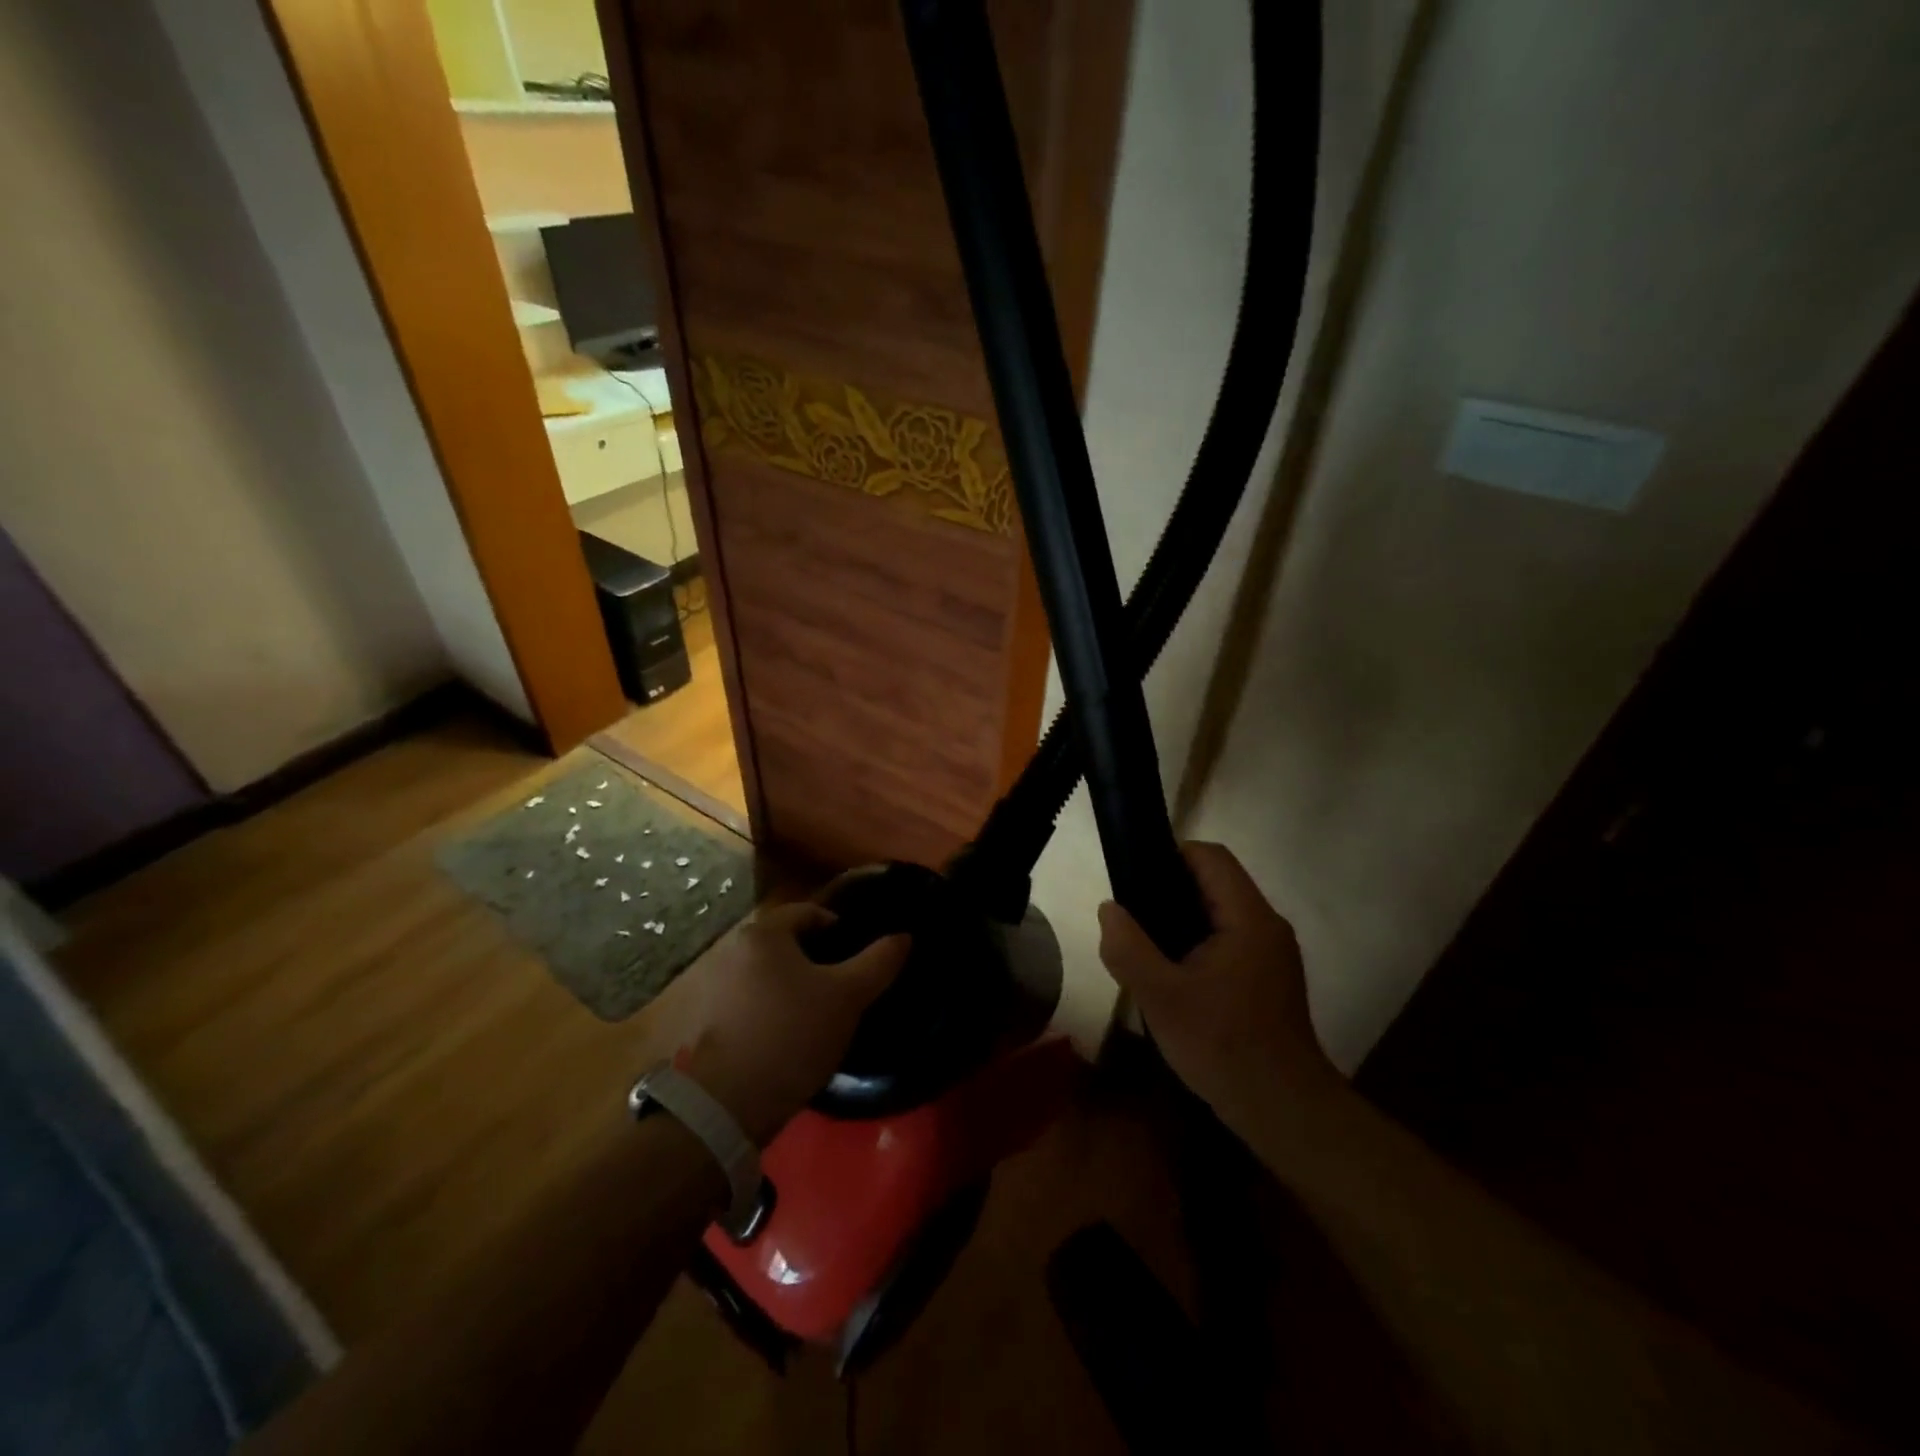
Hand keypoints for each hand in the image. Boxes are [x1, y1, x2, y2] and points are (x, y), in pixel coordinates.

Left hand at [645, 901, 908, 1144]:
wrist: (725, 1105)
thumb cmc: (792, 1034)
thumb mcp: (848, 997)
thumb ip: (878, 962)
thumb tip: (904, 936)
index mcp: (763, 932)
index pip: (809, 912)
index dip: (840, 929)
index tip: (859, 957)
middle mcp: (731, 949)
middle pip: (785, 943)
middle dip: (815, 960)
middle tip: (843, 987)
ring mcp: (712, 986)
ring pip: (766, 974)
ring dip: (791, 987)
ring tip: (818, 1015)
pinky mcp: (704, 1021)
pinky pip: (749, 1002)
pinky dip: (770, 1010)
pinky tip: (788, 1037)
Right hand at [1098, 842, 1338, 1135]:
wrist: (1284, 1110)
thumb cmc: (1223, 1045)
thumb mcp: (1161, 997)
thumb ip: (1128, 948)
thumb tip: (1109, 909)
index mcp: (1248, 918)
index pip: (1211, 856)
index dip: (1170, 855)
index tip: (1136, 879)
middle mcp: (1267, 925)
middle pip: (1216, 881)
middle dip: (1170, 890)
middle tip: (1134, 918)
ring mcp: (1273, 953)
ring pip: (1222, 913)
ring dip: (1183, 919)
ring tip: (1148, 946)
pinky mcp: (1270, 978)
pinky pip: (1230, 939)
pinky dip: (1200, 943)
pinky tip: (1175, 976)